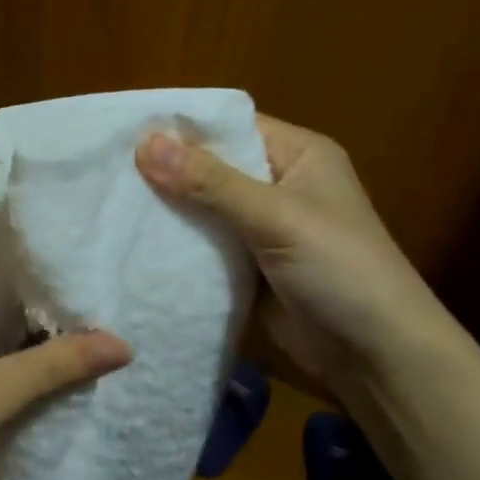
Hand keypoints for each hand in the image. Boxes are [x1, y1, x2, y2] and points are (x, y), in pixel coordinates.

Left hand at [0, 258, 132, 479]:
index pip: (4, 261)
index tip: (93, 274)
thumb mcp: (4, 390)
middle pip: (4, 292)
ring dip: (35, 331)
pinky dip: (19, 352)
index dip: (47, 269)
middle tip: (102, 303)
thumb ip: (63, 362)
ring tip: (92, 327)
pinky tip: (57, 360)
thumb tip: (125, 344)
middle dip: (47, 303)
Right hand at [135, 116, 443, 390]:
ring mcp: (261, 229)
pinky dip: (176, 246)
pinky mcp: (247, 268)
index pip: (229, 126)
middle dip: (165, 171)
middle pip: (211, 168)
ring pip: (203, 209)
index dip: (180, 128)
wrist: (374, 353)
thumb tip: (144, 142)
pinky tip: (133, 244)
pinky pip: (204, 247)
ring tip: (108, 206)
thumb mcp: (276, 216)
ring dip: (167, 211)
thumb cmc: (340, 268)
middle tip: (104, 172)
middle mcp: (277, 184)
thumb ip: (210, 182)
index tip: (122, 132)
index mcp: (297, 155)